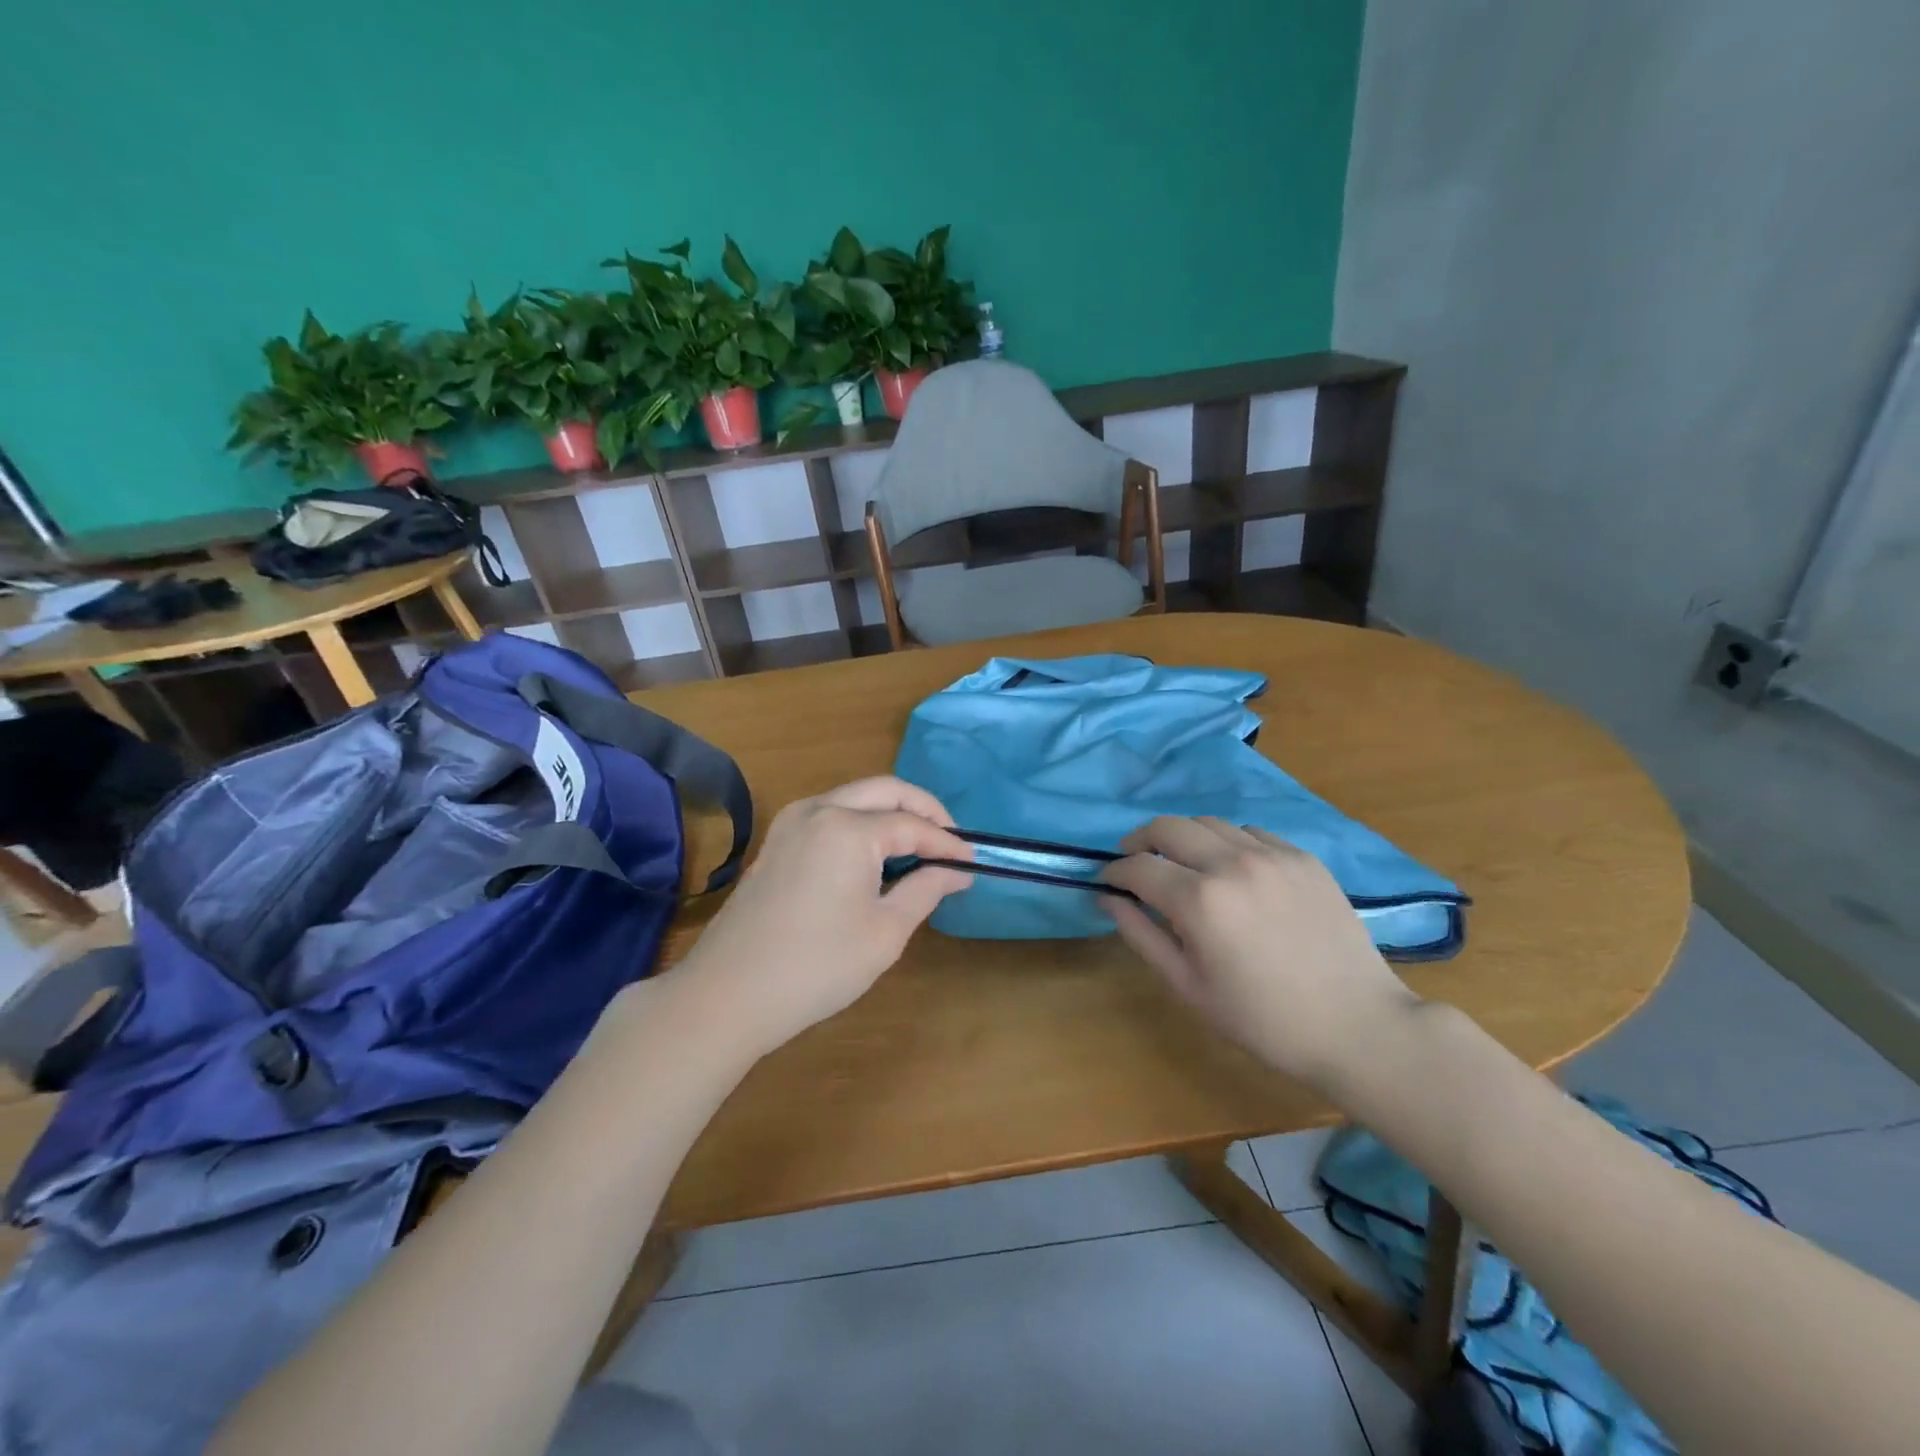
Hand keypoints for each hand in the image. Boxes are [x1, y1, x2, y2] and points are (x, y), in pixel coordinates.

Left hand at [669, 777, 973, 1056]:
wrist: (727, 995)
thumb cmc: (816, 967)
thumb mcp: (885, 932)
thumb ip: (926, 890)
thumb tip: (956, 870)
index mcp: (848, 827)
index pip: (913, 825)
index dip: (947, 844)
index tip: (974, 863)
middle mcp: (818, 809)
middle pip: (884, 790)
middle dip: (923, 810)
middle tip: (949, 842)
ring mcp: (791, 822)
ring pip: (855, 797)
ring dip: (891, 812)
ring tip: (918, 848)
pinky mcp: (777, 841)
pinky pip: (831, 814)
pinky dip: (862, 823)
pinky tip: (876, 856)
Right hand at [1101, 817, 1421, 1091]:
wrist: (1357, 1027)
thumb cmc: (1262, 1020)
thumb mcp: (1189, 986)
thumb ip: (1141, 935)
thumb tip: (1108, 899)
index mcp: (1199, 901)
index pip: (1138, 866)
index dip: (1114, 872)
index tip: (1108, 882)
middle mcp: (1232, 863)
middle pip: (1168, 826)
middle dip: (1140, 840)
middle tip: (1135, 861)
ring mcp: (1272, 855)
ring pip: (1209, 822)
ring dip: (1183, 837)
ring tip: (1181, 863)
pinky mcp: (1303, 858)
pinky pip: (1250, 832)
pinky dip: (1227, 842)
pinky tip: (1231, 870)